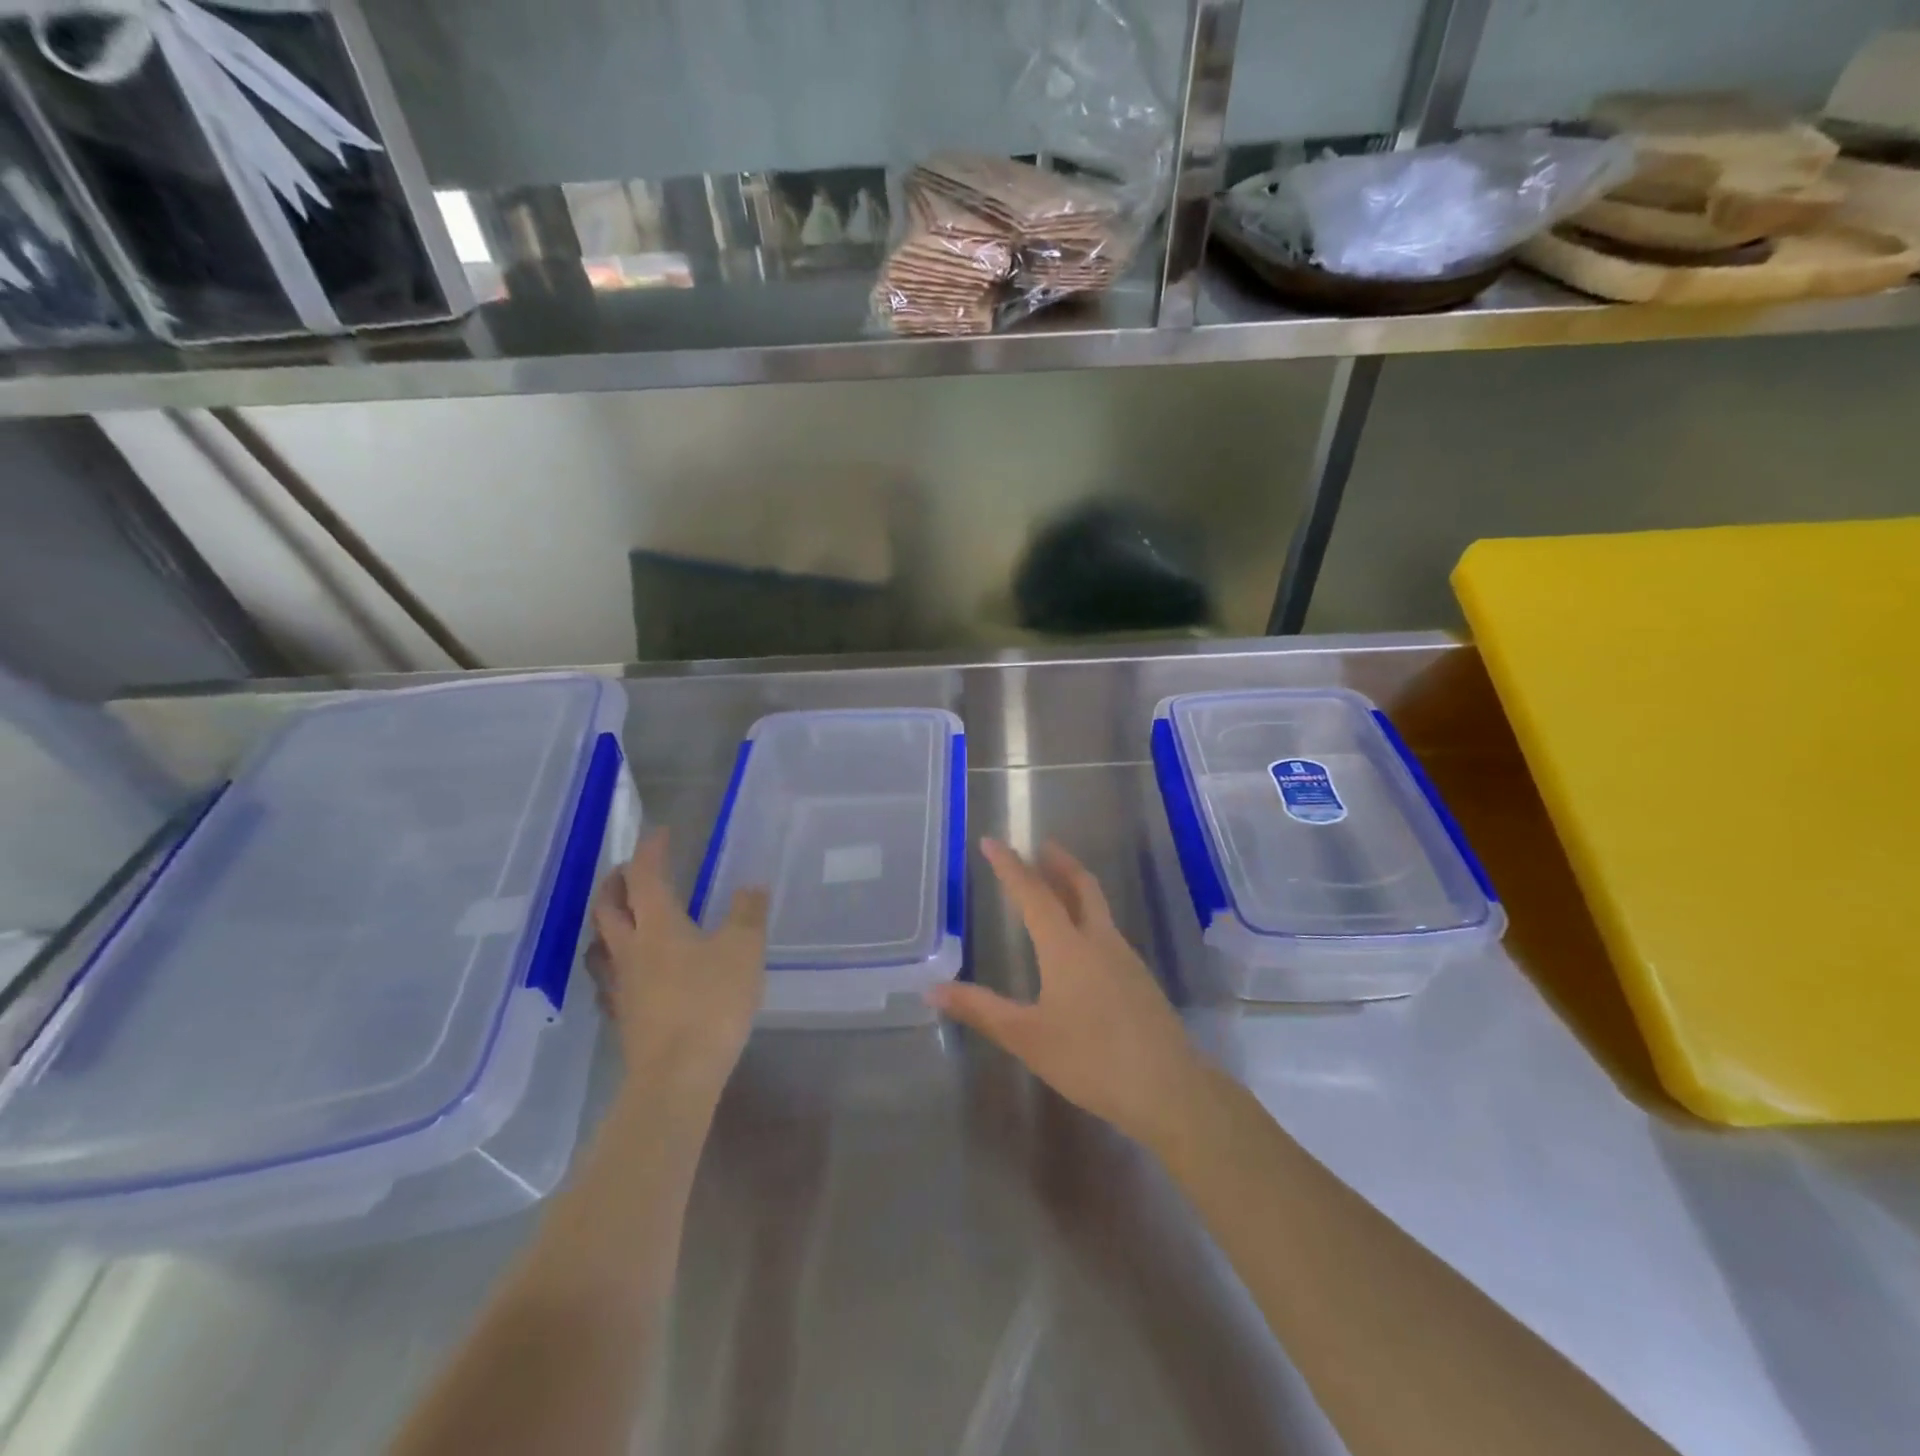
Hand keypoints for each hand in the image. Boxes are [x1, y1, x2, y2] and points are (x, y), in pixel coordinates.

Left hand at [589, 829, 767, 1096]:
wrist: (676, 1077)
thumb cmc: (711, 1002)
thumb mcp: (743, 950)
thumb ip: (748, 913)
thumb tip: (751, 886)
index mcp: (658, 925)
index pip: (645, 876)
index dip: (650, 850)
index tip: (660, 833)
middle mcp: (630, 948)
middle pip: (608, 906)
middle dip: (617, 881)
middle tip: (632, 869)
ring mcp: (621, 985)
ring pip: (602, 942)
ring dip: (610, 920)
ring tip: (626, 915)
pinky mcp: (624, 1016)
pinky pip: (610, 976)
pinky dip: (617, 960)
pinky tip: (632, 971)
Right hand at [927, 839, 1204, 1147]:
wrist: (1169, 1088)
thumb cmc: (1091, 1059)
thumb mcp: (1027, 1037)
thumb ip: (981, 1009)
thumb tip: (932, 990)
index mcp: (1067, 947)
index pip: (1034, 893)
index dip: (1010, 866)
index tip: (991, 841)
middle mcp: (1099, 941)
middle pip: (1080, 886)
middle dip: (1058, 862)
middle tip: (1040, 846)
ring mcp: (1125, 958)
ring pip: (1098, 907)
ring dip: (1076, 887)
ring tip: (1057, 887)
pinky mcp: (1140, 980)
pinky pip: (1108, 932)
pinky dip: (1089, 917)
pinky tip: (1082, 944)